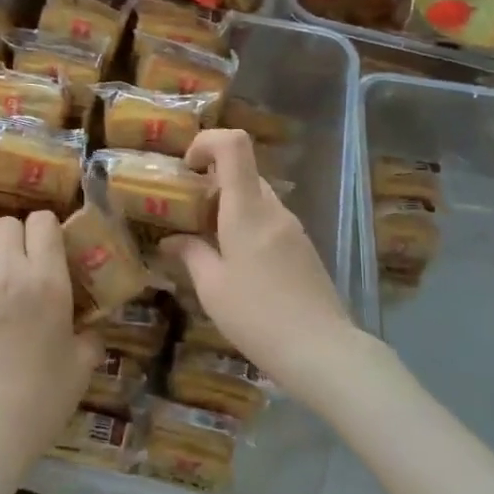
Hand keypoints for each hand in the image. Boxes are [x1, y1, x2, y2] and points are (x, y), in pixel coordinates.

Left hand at [0, 212, 103, 478]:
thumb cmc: (36, 404)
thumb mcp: (79, 371)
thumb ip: (89, 341)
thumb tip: (91, 330)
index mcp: (47, 281)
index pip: (44, 222)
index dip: (45, 231)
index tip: (46, 250)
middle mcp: (6, 270)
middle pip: (7, 223)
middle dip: (14, 239)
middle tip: (15, 267)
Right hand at [158, 130, 358, 385]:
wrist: (321, 351)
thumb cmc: (257, 316)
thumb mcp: (212, 288)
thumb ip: (190, 255)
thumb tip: (171, 241)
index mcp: (247, 211)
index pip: (234, 145)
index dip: (207, 142)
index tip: (187, 168)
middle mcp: (273, 210)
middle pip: (243, 173)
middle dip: (211, 184)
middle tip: (188, 215)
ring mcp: (293, 229)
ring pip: (256, 199)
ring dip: (229, 209)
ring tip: (207, 245)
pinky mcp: (303, 249)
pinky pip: (269, 222)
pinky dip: (247, 227)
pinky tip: (236, 266)